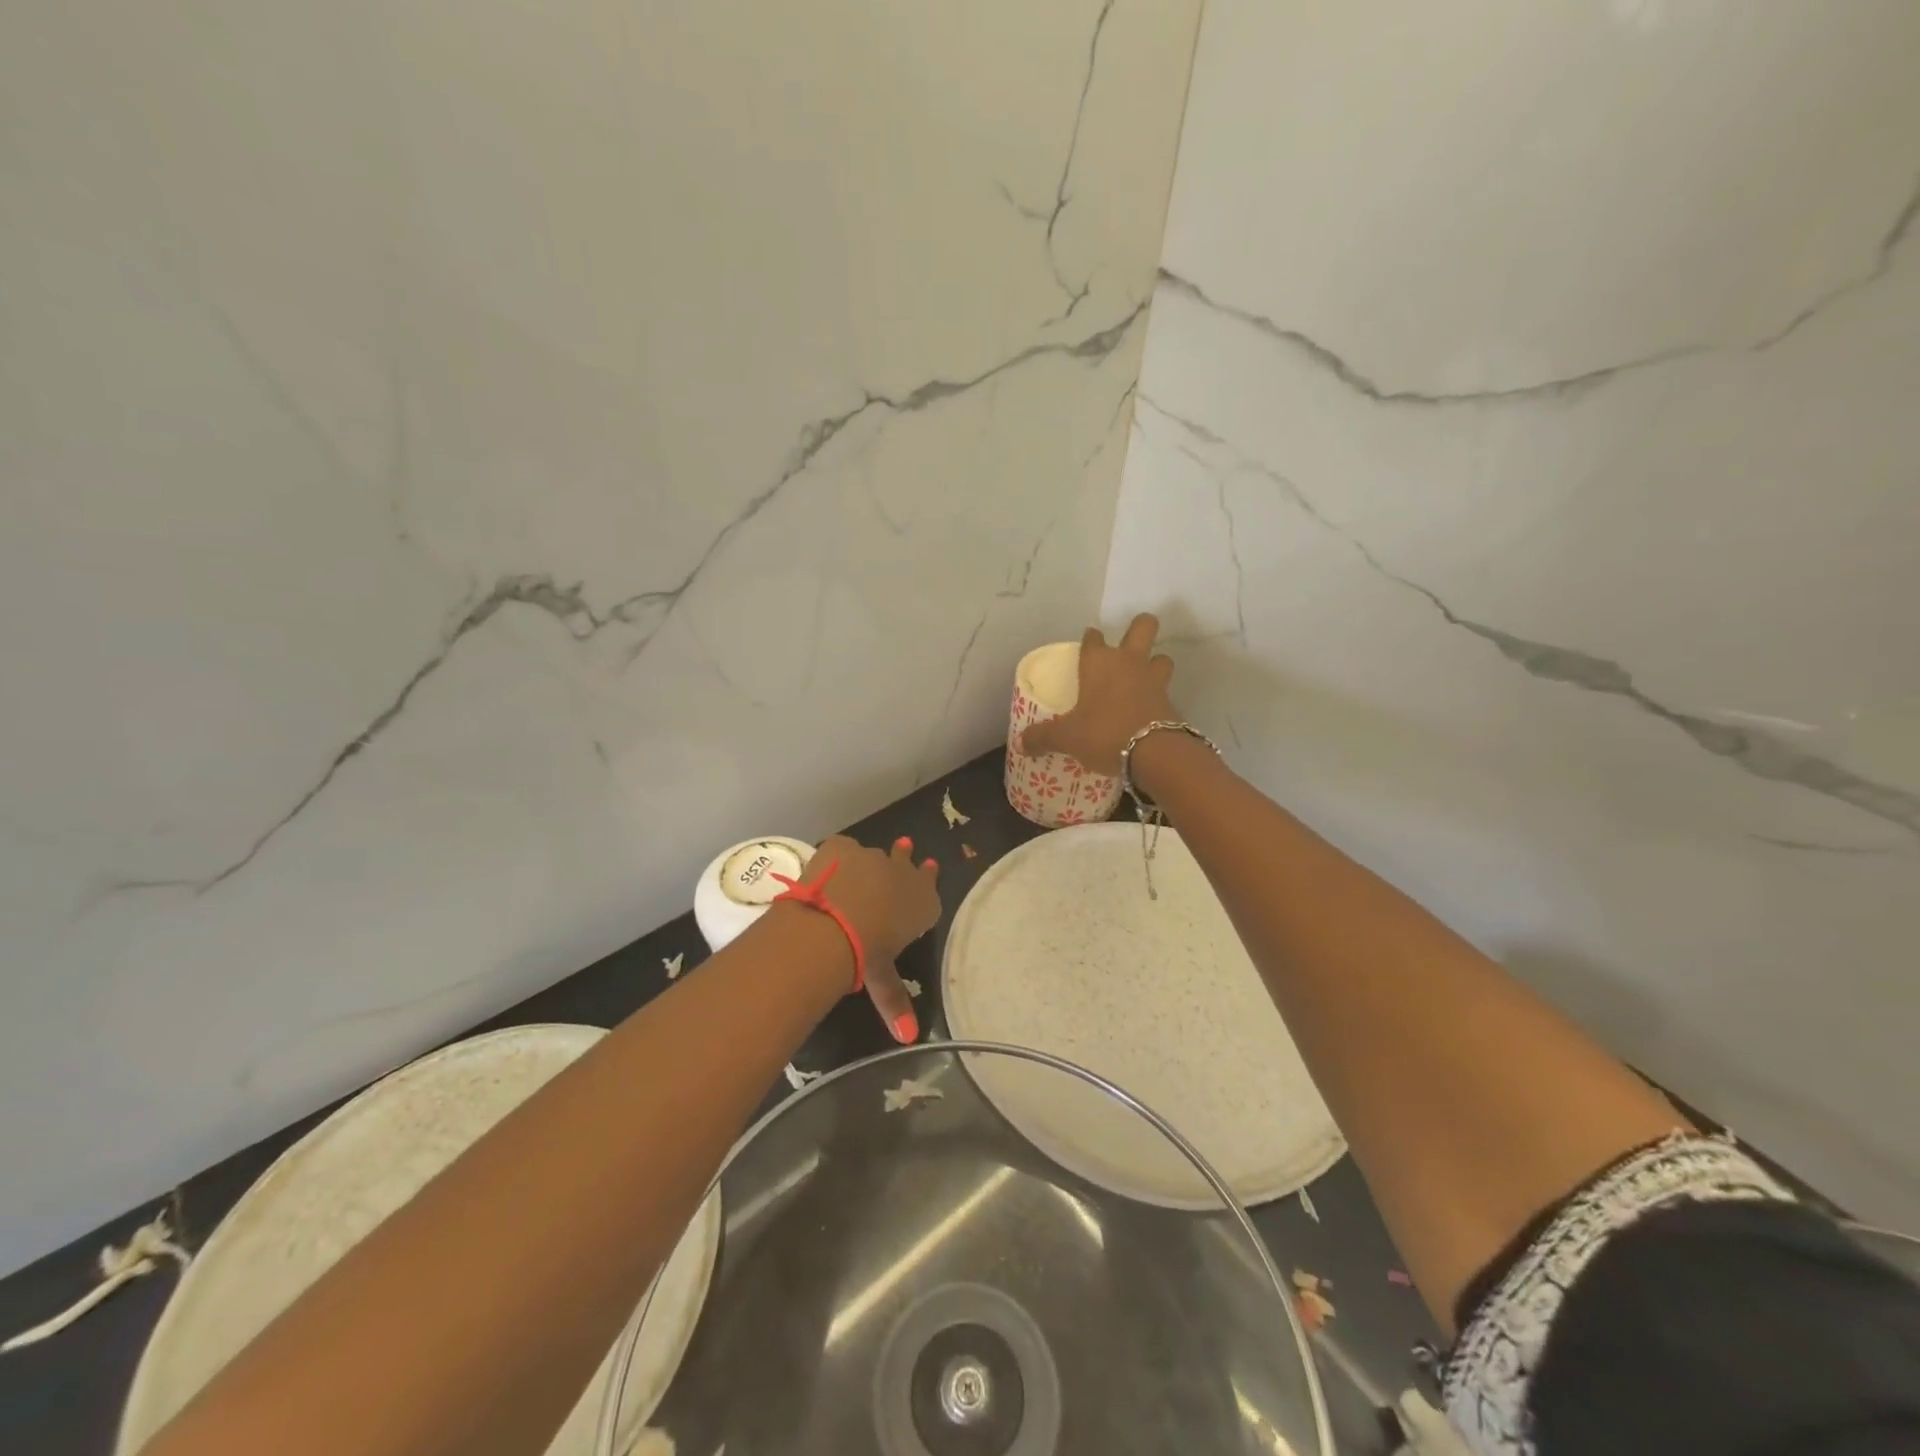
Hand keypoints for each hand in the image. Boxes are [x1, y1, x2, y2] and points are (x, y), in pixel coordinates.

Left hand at [796, 834, 941, 1042]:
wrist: (833, 923)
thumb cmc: (867, 954)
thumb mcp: (881, 978)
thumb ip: (895, 1002)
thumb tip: (908, 1038)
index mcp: (921, 904)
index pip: (930, 887)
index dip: (929, 878)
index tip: (930, 867)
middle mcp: (903, 876)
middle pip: (907, 864)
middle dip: (905, 861)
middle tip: (906, 848)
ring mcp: (873, 857)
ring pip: (876, 856)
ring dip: (873, 861)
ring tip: (866, 862)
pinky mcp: (843, 846)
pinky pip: (844, 849)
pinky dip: (839, 858)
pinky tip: (830, 867)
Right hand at [1015, 614, 1175, 776]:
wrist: (1154, 753)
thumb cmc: (1104, 733)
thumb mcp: (1067, 738)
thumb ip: (1043, 738)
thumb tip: (1021, 744)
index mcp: (1099, 662)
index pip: (1093, 638)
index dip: (1090, 638)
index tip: (1087, 644)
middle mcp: (1128, 662)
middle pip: (1143, 626)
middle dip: (1139, 628)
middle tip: (1128, 645)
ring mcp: (1154, 679)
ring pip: (1161, 657)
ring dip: (1154, 663)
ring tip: (1142, 678)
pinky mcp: (1170, 701)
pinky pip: (1165, 689)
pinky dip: (1158, 696)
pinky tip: (1147, 709)